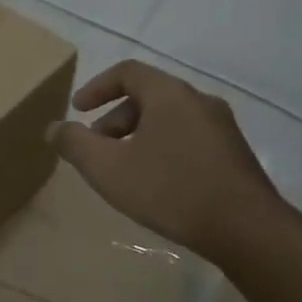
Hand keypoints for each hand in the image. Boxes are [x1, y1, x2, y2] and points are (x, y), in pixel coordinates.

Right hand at [52, 60, 283, 263]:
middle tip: (96, 147)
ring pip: (169, 119)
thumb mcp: (108, 168)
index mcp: (169, 94)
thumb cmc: (170, 189)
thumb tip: (54, 128)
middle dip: (114, 119)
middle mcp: (199, 101)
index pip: (127, 72)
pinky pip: (188, 138)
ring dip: (138, 135)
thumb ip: (75, 144)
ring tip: (123, 169)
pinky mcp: (234, 154)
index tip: (78, 110)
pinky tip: (156, 183)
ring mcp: (222, 128)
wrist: (247, 229)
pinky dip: (162, 148)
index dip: (97, 87)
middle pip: (148, 96)